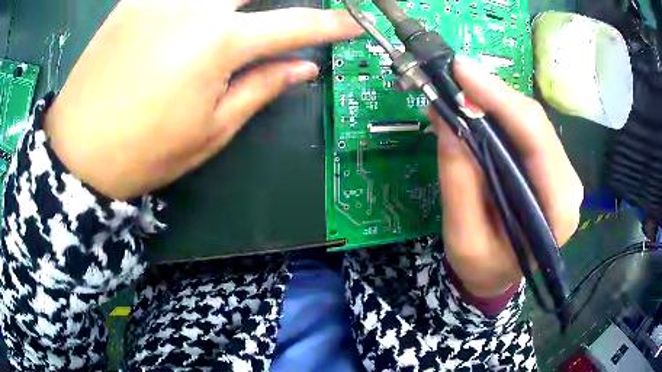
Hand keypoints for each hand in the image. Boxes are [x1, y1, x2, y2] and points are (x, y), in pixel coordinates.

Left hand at [45, 0, 361, 199]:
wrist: (77, 152)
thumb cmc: (143, 153)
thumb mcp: (210, 131)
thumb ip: (261, 88)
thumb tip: (302, 67)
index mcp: (218, 44)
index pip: (294, 24)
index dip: (330, 24)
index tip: (354, 23)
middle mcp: (193, 6)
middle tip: (296, 8)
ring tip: (242, 14)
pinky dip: (197, 1)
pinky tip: (199, 12)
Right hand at [433, 58, 582, 297]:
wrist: (498, 276)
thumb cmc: (484, 267)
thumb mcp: (464, 237)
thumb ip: (459, 182)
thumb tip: (446, 118)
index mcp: (557, 210)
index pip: (536, 139)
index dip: (499, 99)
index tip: (461, 72)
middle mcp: (568, 185)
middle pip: (535, 123)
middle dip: (494, 94)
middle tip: (454, 76)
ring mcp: (562, 173)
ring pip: (531, 121)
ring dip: (495, 100)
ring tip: (461, 89)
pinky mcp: (550, 166)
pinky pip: (527, 130)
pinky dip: (500, 113)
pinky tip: (478, 107)